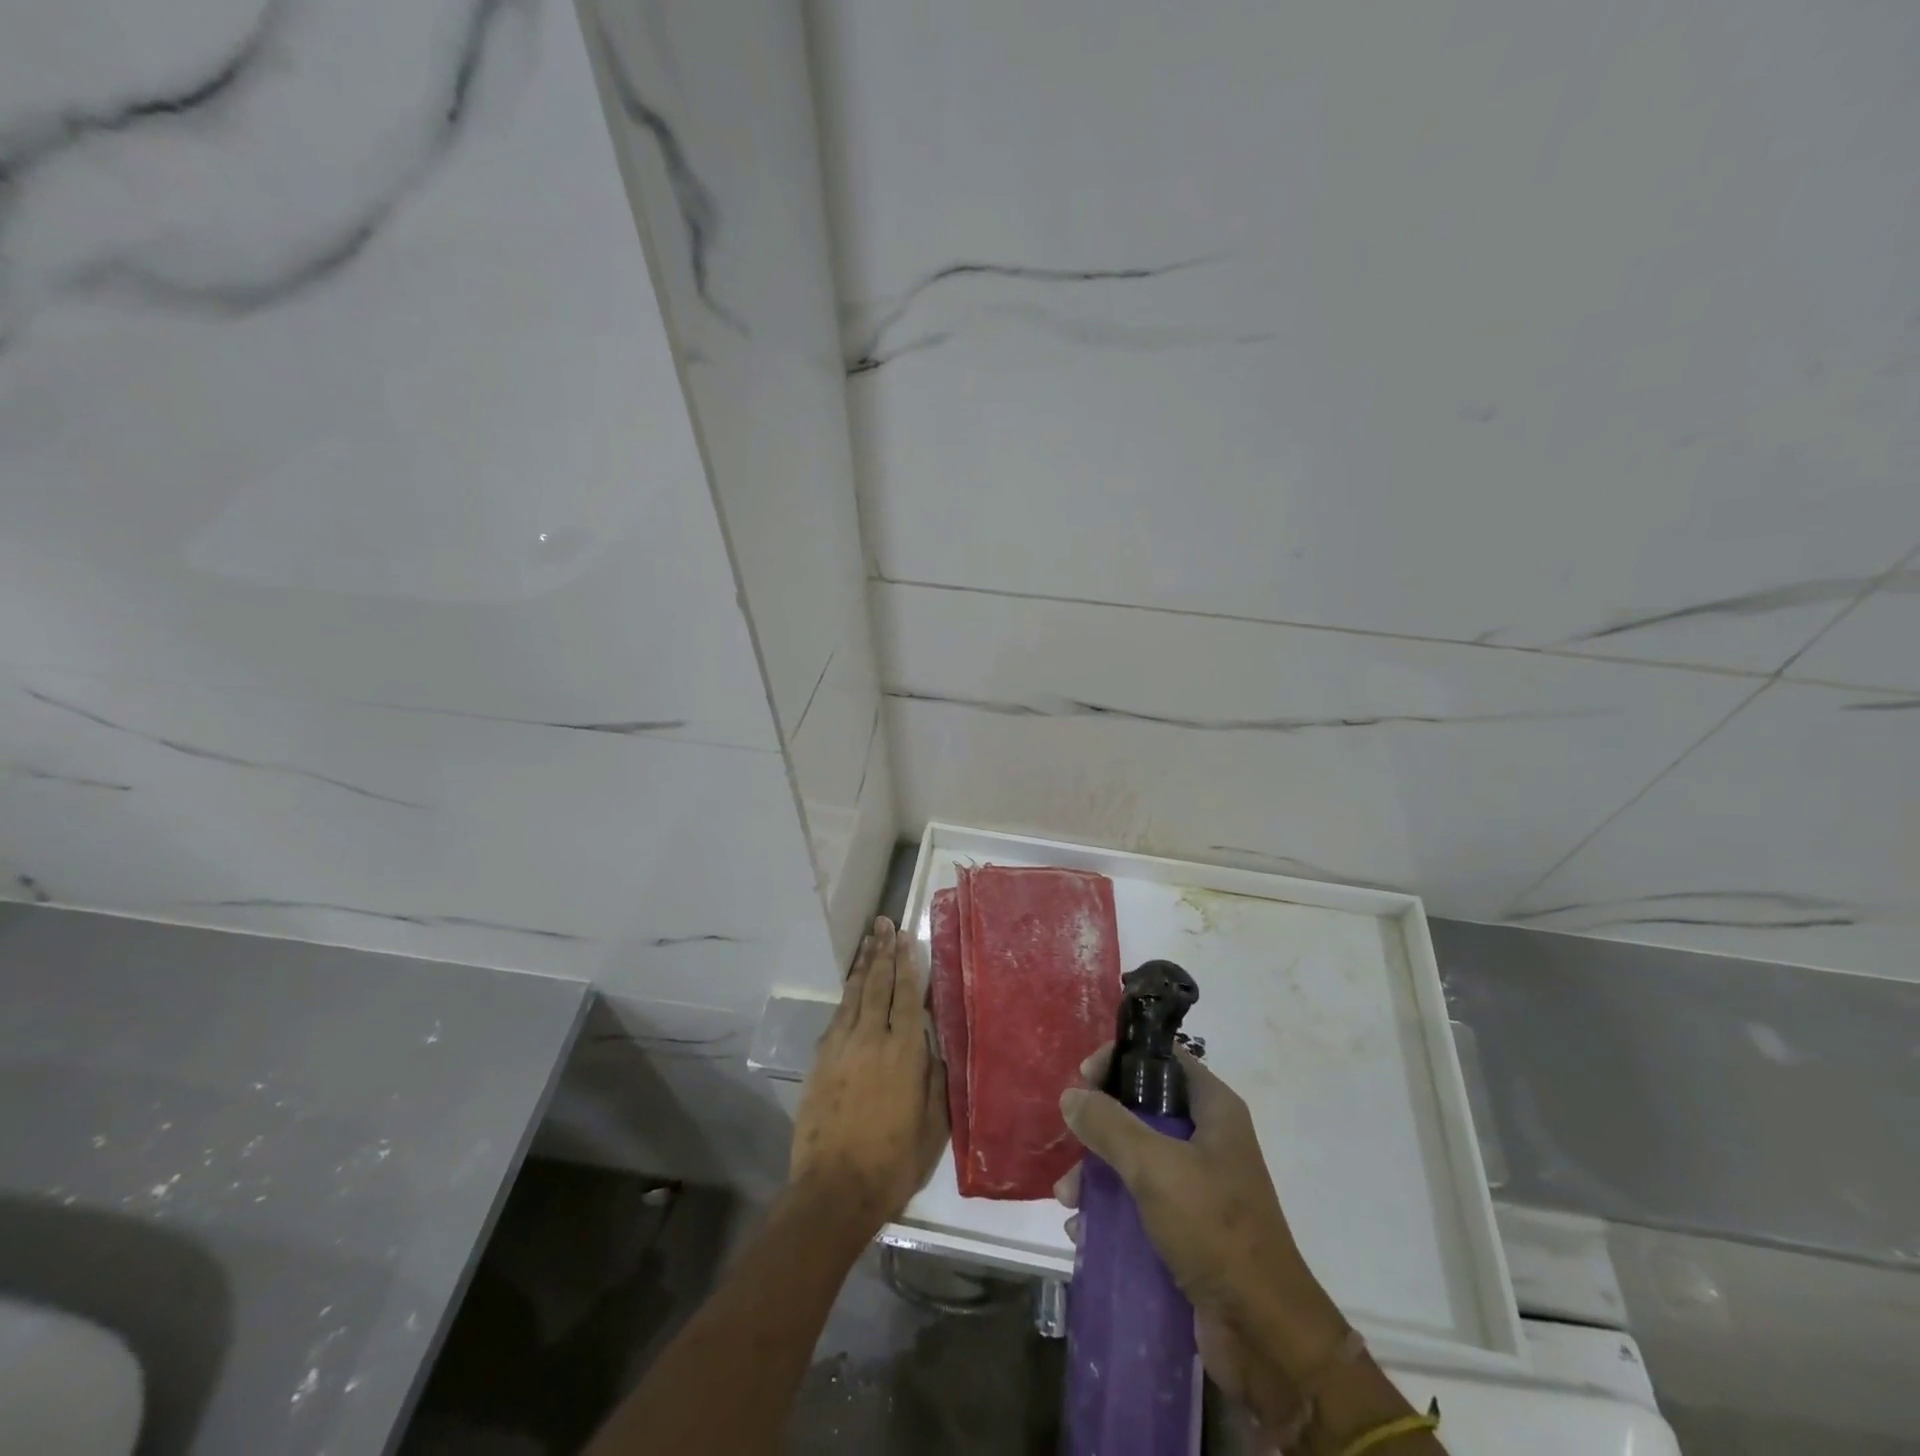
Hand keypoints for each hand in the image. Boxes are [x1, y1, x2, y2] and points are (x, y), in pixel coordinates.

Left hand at [791, 917, 947, 1233]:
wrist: (833, 1190)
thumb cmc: (893, 1163)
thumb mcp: (933, 1127)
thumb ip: (934, 1079)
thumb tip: (931, 1047)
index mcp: (904, 1052)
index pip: (907, 995)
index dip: (907, 963)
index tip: (906, 937)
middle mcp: (872, 1039)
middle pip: (878, 984)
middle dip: (883, 952)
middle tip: (884, 923)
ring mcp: (842, 1047)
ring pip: (854, 995)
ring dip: (863, 966)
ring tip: (869, 941)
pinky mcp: (821, 1061)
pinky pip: (837, 1016)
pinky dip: (846, 995)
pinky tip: (851, 987)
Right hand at [1056, 1046, 1349, 1407]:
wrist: (1265, 1335)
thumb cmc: (1215, 1230)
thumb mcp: (1156, 1167)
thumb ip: (1110, 1125)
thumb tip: (1072, 1095)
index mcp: (1214, 1110)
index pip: (1163, 1059)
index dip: (1122, 1060)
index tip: (1084, 1077)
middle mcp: (1207, 1139)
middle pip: (1143, 1109)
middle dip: (1101, 1124)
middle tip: (1070, 1138)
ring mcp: (1198, 1184)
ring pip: (1135, 1157)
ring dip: (1097, 1171)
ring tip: (1068, 1198)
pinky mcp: (1187, 1226)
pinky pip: (1139, 1201)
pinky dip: (1110, 1208)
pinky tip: (1082, 1227)